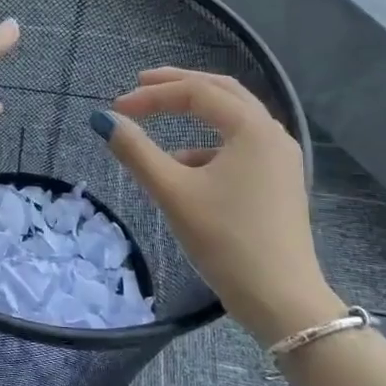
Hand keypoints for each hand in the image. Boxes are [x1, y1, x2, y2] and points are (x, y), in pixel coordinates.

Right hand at [94, 68, 335, 342]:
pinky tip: (186, 167)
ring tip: (160, 120)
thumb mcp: (173, 193)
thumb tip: (103, 119)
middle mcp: (272, 133)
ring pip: (234, 117)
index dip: (152, 95)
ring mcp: (281, 158)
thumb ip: (136, 151)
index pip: (196, 92)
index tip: (117, 109)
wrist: (282, 302)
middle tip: (141, 84)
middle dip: (179, 85)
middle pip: (222, 92)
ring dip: (196, 111)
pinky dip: (209, 142)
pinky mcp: (279, 182)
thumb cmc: (226, 241)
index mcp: (252, 128)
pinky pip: (241, 144)